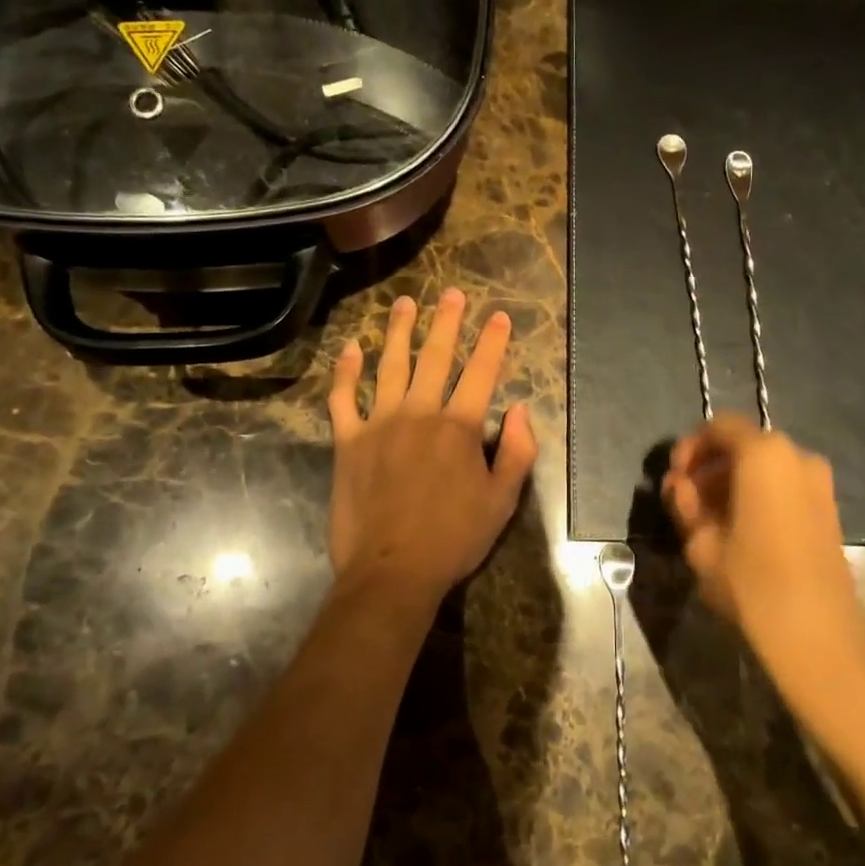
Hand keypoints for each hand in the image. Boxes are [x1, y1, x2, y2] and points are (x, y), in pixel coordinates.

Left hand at [327, 289, 537, 607]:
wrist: (392, 571)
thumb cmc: (453, 538)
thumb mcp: (502, 501)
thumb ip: (518, 452)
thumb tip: (521, 410)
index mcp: (459, 427)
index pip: (481, 372)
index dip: (492, 342)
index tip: (499, 315)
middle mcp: (419, 413)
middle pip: (435, 357)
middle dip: (446, 322)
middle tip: (450, 294)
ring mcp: (379, 424)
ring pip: (390, 366)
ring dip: (399, 332)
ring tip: (405, 304)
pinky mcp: (348, 441)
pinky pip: (343, 398)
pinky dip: (346, 372)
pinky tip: (351, 349)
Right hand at [662, 415, 864, 692]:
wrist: (818, 637)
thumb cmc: (752, 583)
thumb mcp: (701, 542)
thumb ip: (685, 503)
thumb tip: (679, 485)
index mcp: (763, 454)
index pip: (719, 427)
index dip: (690, 447)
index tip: (675, 478)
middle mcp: (796, 456)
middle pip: (743, 445)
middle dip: (710, 467)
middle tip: (686, 501)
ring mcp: (819, 482)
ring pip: (764, 467)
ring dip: (732, 483)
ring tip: (709, 520)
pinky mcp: (829, 509)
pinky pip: (785, 486)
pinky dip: (759, 495)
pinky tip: (740, 530)